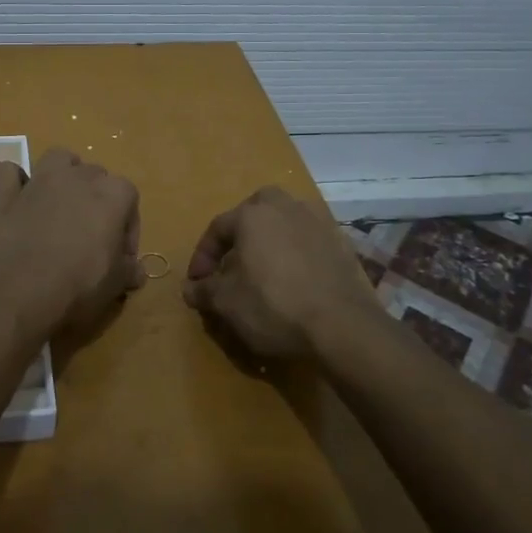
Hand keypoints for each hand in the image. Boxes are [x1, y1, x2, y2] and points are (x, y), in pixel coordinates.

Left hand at [0, 148, 143, 340]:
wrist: (20, 290)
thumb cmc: (79, 284)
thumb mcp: (116, 284)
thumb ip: (129, 271)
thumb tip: (137, 272)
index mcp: (112, 194)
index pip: (130, 197)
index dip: (128, 227)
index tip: (121, 255)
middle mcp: (78, 178)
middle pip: (96, 175)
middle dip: (97, 200)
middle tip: (92, 236)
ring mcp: (40, 182)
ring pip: (58, 158)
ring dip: (63, 173)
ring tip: (62, 203)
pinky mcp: (7, 195)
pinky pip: (8, 172)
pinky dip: (14, 181)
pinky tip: (19, 199)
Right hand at [183, 187, 382, 361]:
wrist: (342, 325)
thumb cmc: (273, 305)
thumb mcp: (227, 303)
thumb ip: (204, 291)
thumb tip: (189, 288)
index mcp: (253, 214)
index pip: (217, 228)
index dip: (202, 256)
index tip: (198, 282)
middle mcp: (286, 207)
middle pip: (254, 212)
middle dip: (239, 235)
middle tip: (231, 263)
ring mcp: (318, 222)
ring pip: (284, 223)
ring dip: (269, 241)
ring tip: (263, 271)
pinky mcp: (341, 243)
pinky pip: (308, 241)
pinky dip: (296, 254)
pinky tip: (294, 280)